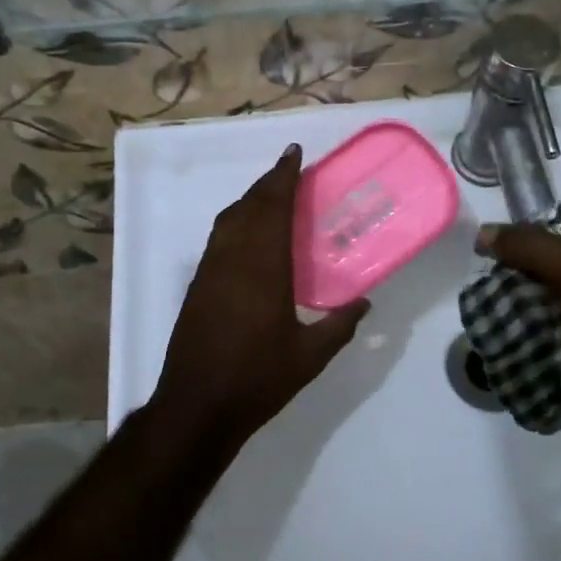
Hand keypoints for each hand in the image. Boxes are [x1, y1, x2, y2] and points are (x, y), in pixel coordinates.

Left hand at [153, 145, 369, 451]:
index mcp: (263, 268)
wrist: (196, 406)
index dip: (283, 178)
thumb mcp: (309, 357)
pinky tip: (249, 233)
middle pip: (250, 206)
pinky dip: (236, 221)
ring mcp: (211, 270)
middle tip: (289, 167)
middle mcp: (234, 259)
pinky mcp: (198, 285)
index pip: (274, 209)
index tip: (294, 154)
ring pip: (229, 219)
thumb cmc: (257, 380)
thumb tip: (363, 302)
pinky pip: (219, 237)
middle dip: (269, 182)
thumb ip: (339, 326)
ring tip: (272, 193)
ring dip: (250, 199)